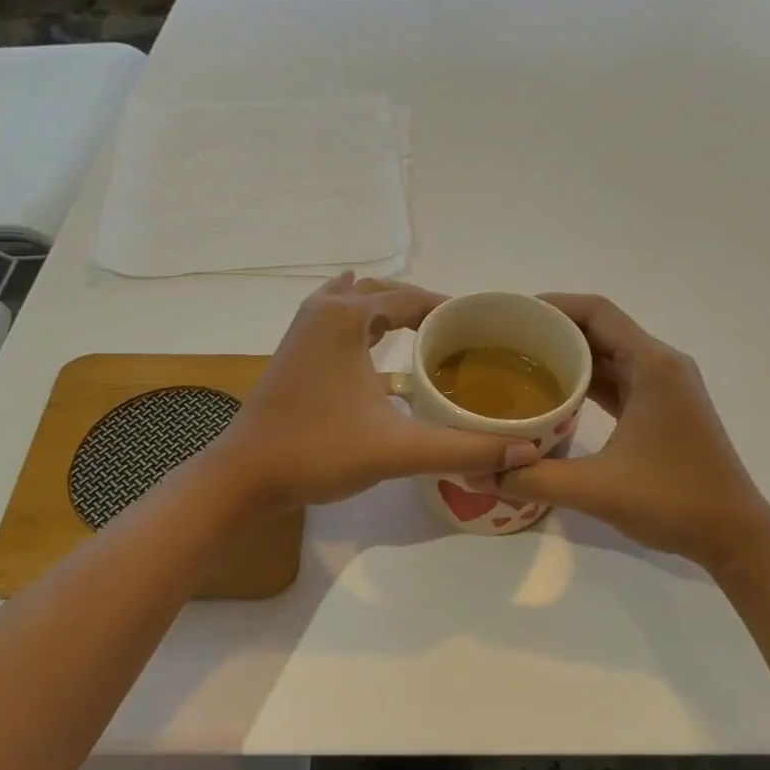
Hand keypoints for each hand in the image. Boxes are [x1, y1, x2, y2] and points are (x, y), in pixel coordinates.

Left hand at [211, 275, 540, 508]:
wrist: (244, 476)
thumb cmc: (319, 451)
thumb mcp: (398, 449)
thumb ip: (464, 448)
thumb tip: (525, 451)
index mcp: (348, 317)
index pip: (414, 299)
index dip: (451, 311)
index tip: (483, 329)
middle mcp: (324, 310)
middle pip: (386, 293)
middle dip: (423, 307)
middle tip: (460, 335)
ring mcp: (303, 328)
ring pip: (356, 300)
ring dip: (391, 308)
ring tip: (427, 330)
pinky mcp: (293, 350)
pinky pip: (336, 315)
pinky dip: (360, 315)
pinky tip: (368, 326)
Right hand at [495, 295, 769, 573]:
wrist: (736, 536)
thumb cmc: (673, 501)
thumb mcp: (596, 489)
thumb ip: (533, 477)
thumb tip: (479, 472)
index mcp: (652, 365)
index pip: (596, 312)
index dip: (553, 305)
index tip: (512, 314)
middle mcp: (662, 365)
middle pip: (601, 329)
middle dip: (555, 329)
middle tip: (506, 341)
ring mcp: (666, 388)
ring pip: (610, 355)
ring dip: (571, 355)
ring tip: (521, 363)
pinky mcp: (665, 409)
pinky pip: (619, 380)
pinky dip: (588, 381)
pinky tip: (555, 395)